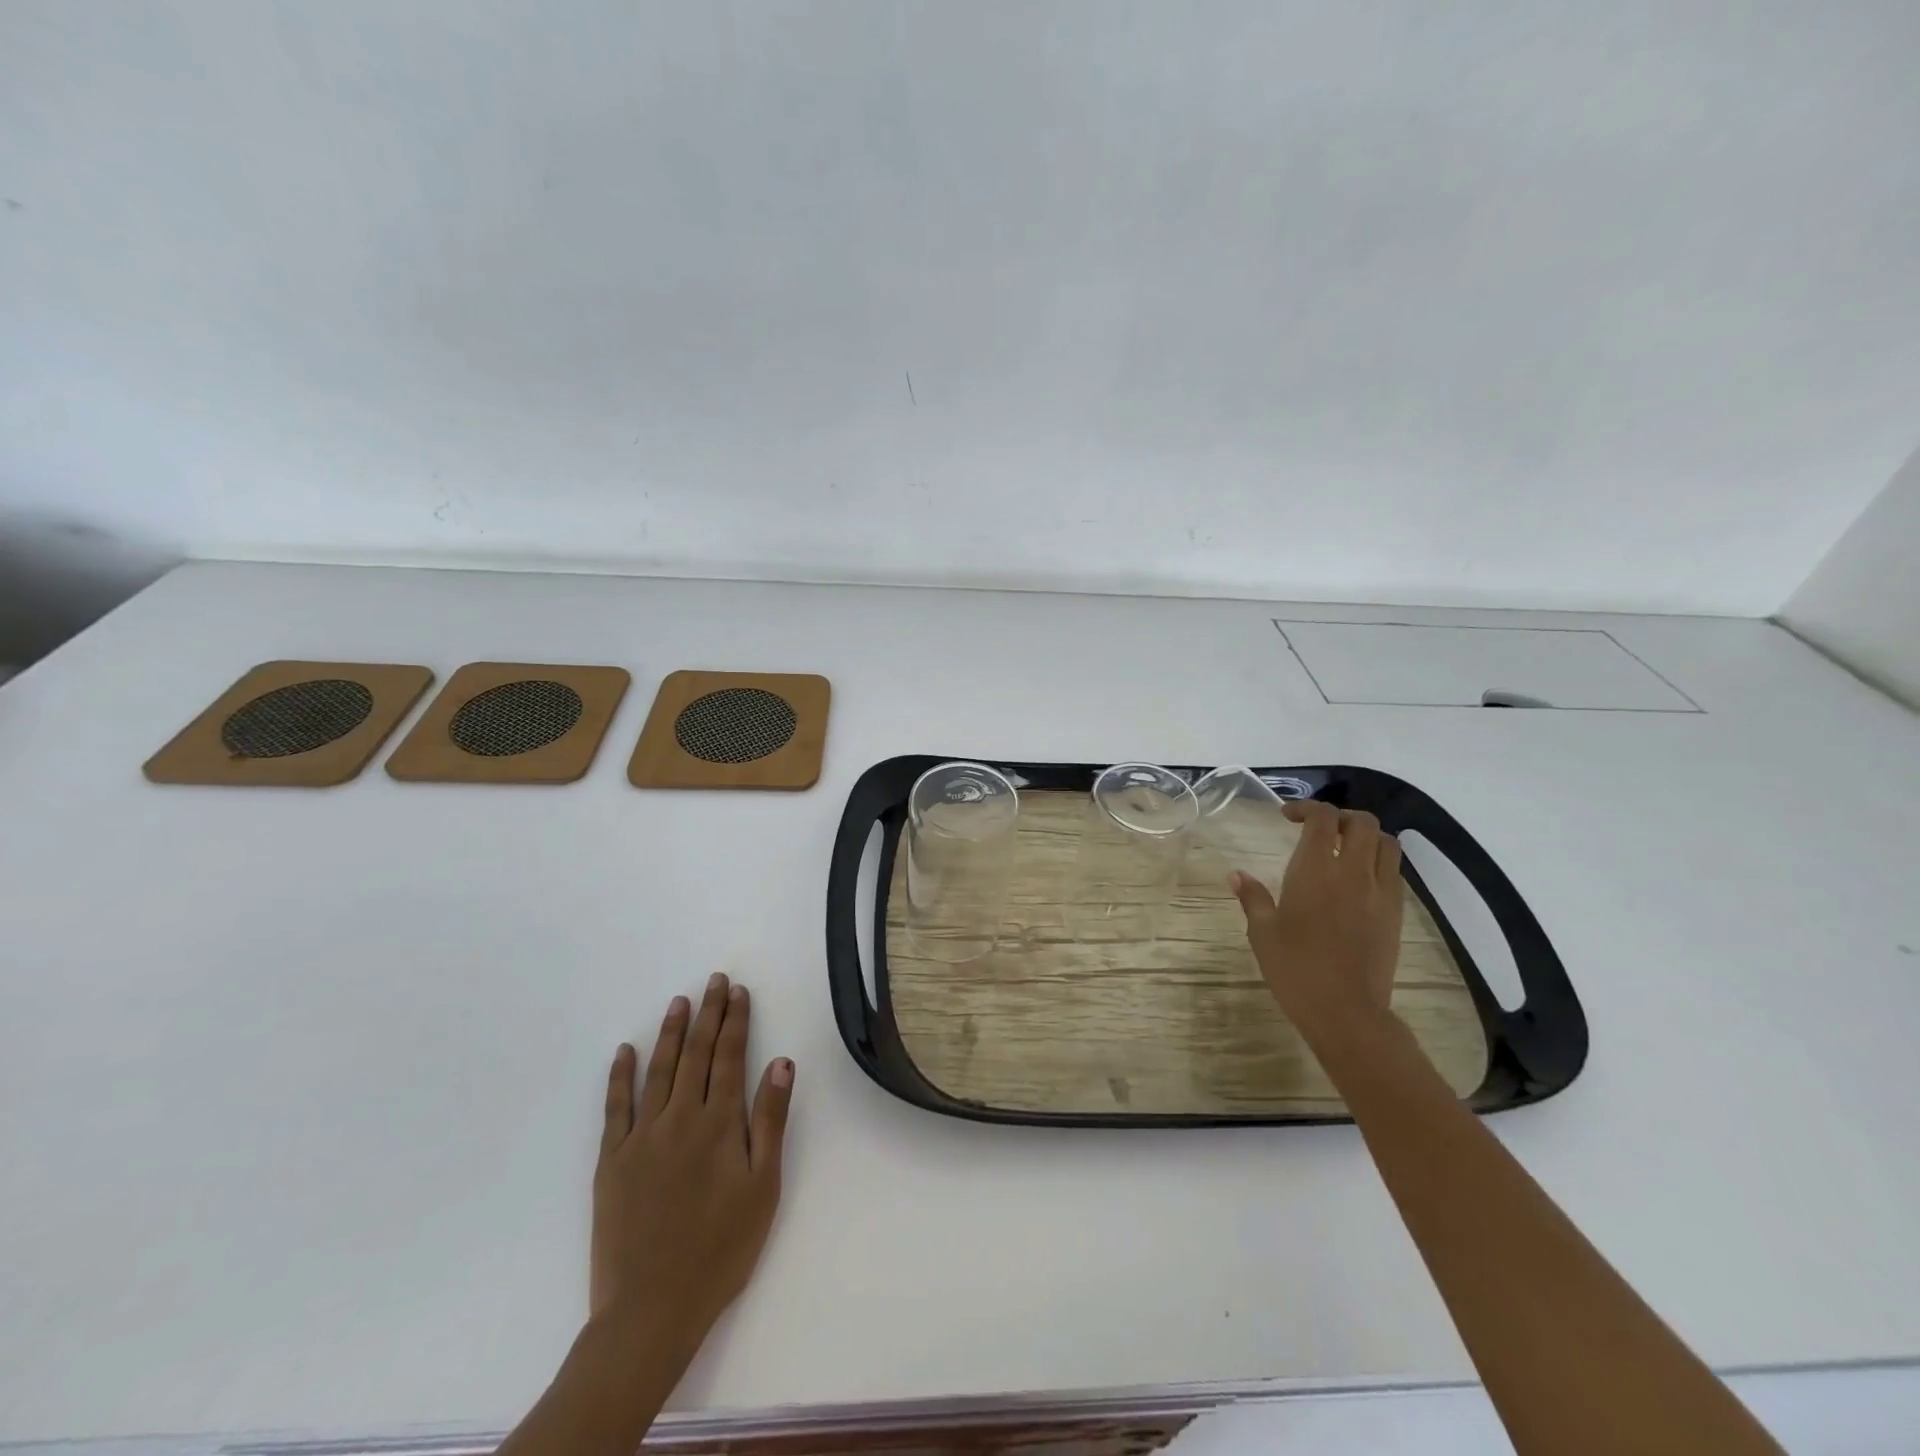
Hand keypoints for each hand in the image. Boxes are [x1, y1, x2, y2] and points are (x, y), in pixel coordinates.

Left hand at [590, 974, 794, 1355]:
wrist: (650, 1310)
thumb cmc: (720, 1249)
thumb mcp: (763, 1187)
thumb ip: (770, 1120)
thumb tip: (780, 1062)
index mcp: (720, 1123)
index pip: (730, 1057)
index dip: (735, 1020)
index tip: (738, 991)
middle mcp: (681, 1118)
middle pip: (696, 1054)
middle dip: (707, 1014)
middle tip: (714, 981)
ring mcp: (642, 1137)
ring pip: (658, 1070)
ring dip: (670, 1032)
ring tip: (678, 1002)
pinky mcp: (611, 1161)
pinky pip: (615, 1108)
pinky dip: (620, 1076)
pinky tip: (624, 1051)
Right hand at [1229, 801, 1402, 1046]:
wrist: (1346, 1011)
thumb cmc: (1295, 969)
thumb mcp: (1262, 932)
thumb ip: (1252, 898)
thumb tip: (1236, 875)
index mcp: (1316, 870)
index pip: (1322, 818)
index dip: (1306, 808)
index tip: (1287, 817)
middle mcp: (1353, 872)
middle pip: (1360, 822)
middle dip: (1338, 816)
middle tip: (1317, 829)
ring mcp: (1380, 892)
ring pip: (1386, 843)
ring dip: (1364, 835)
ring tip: (1343, 848)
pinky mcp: (1395, 913)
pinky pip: (1393, 871)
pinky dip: (1377, 861)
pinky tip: (1356, 879)